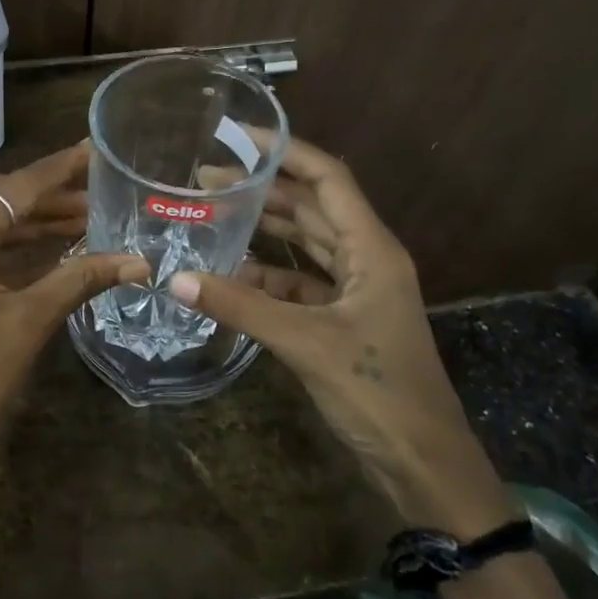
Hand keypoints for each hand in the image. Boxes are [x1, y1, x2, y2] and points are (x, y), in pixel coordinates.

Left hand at [0, 143, 147, 493]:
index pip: (11, 189)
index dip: (58, 170)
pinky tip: (44, 250)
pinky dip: (3, 246)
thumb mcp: (29, 324)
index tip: (95, 151)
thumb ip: (80, 279)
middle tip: (96, 194)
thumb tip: (139, 261)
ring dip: (25, 221)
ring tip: (82, 221)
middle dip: (44, 195)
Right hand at [170, 137, 514, 537]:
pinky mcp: (343, 319)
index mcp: (372, 249)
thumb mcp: (305, 343)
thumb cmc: (377, 391)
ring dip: (264, 230)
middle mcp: (366, 258)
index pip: (328, 178)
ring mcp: (356, 291)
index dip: (287, 151)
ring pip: (305, 245)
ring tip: (213, 214)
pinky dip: (267, 277)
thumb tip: (174, 280)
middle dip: (263, 189)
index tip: (239, 135)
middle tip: (206, 179)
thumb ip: (241, 307)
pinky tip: (230, 276)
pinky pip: (299, 284)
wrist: (423, 463)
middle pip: (312, 208)